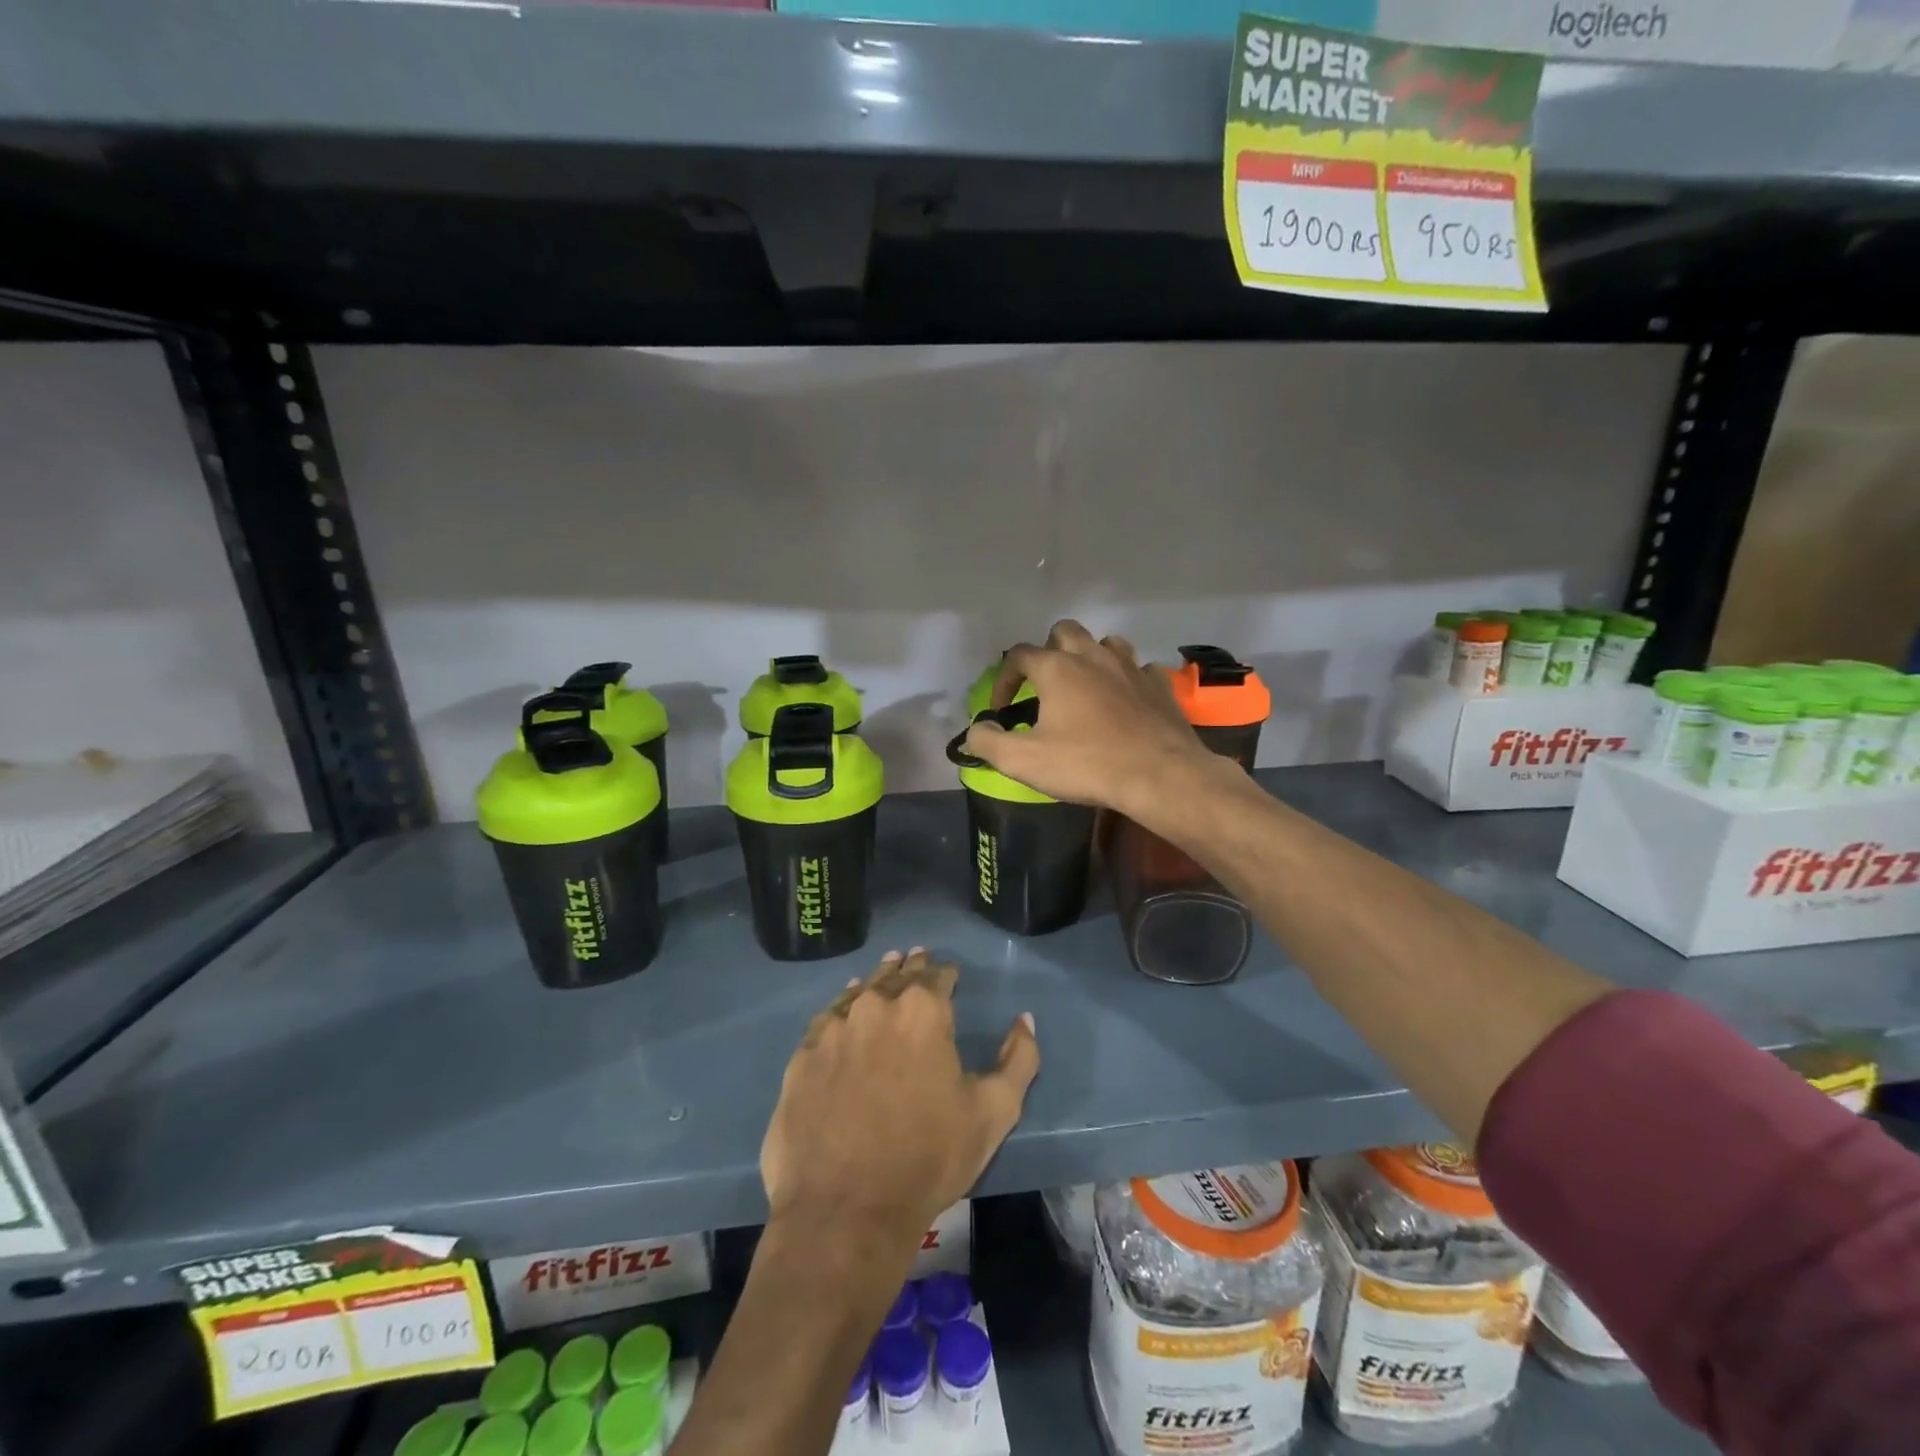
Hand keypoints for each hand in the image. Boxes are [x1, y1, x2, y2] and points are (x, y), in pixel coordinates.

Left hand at [761, 949, 1039, 1253]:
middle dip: (910, 967)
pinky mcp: (802, 1056)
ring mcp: (833, 1028)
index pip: (937, 975)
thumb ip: (1019, 1059)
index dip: (946, 973)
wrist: (845, 1211)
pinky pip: (826, 1020)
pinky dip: (840, 1010)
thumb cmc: (929, 1158)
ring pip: (859, 992)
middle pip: (896, 976)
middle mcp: (875, 1005)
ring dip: (875, 982)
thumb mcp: (994, 1112)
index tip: (950, 974)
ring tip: (884, 973)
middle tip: (915, 957)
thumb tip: (1024, 1019)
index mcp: (922, 1010)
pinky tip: (844, 1013)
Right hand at [962, 619, 1215, 815]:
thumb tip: (975, 730)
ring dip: (1090, 657)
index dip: (1004, 679)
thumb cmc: (1086, 765)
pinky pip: (1140, 668)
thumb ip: (989, 742)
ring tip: (1085, 685)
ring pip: (1106, 643)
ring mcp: (1130, 666)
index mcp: (1057, 668)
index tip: (1002, 708)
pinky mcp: (1159, 685)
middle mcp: (1093, 656)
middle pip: (1064, 631)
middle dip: (1048, 651)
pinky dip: (1127, 679)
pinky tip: (1125, 700)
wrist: (1159, 775)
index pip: (1019, 655)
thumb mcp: (1024, 761)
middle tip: (1045, 685)